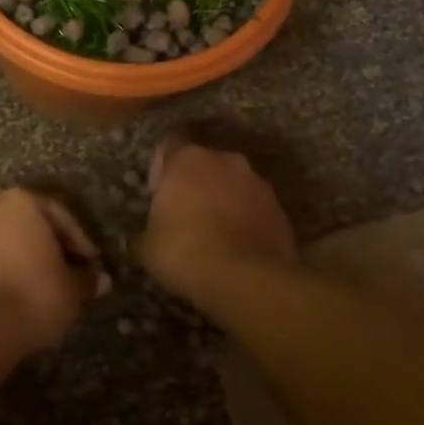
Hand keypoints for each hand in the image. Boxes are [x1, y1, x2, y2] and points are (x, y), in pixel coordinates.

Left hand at [0, 189, 108, 355]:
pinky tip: (25, 296)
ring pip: (12, 243)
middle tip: (73, 274)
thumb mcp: (73, 288)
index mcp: (22, 202)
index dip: (81, 242)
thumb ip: (87, 279)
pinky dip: (11, 273)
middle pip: (33, 226)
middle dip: (54, 249)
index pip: (60, 215)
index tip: (92, 264)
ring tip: (51, 288)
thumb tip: (101, 280)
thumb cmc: (34, 292)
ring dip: (32, 262)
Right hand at [135, 138, 295, 302]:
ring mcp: (259, 183)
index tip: (158, 192)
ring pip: (234, 185)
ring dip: (224, 200)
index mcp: (188, 159)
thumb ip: (144, 234)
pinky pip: (256, 209)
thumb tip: (142, 240)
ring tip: (215, 233)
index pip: (170, 145)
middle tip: (185, 214)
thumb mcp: (147, 248)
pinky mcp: (281, 210)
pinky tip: (238, 247)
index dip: (162, 167)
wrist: (246, 279)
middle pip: (206, 164)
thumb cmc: (185, 252)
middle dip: (196, 183)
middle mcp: (226, 160)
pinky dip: (247, 221)